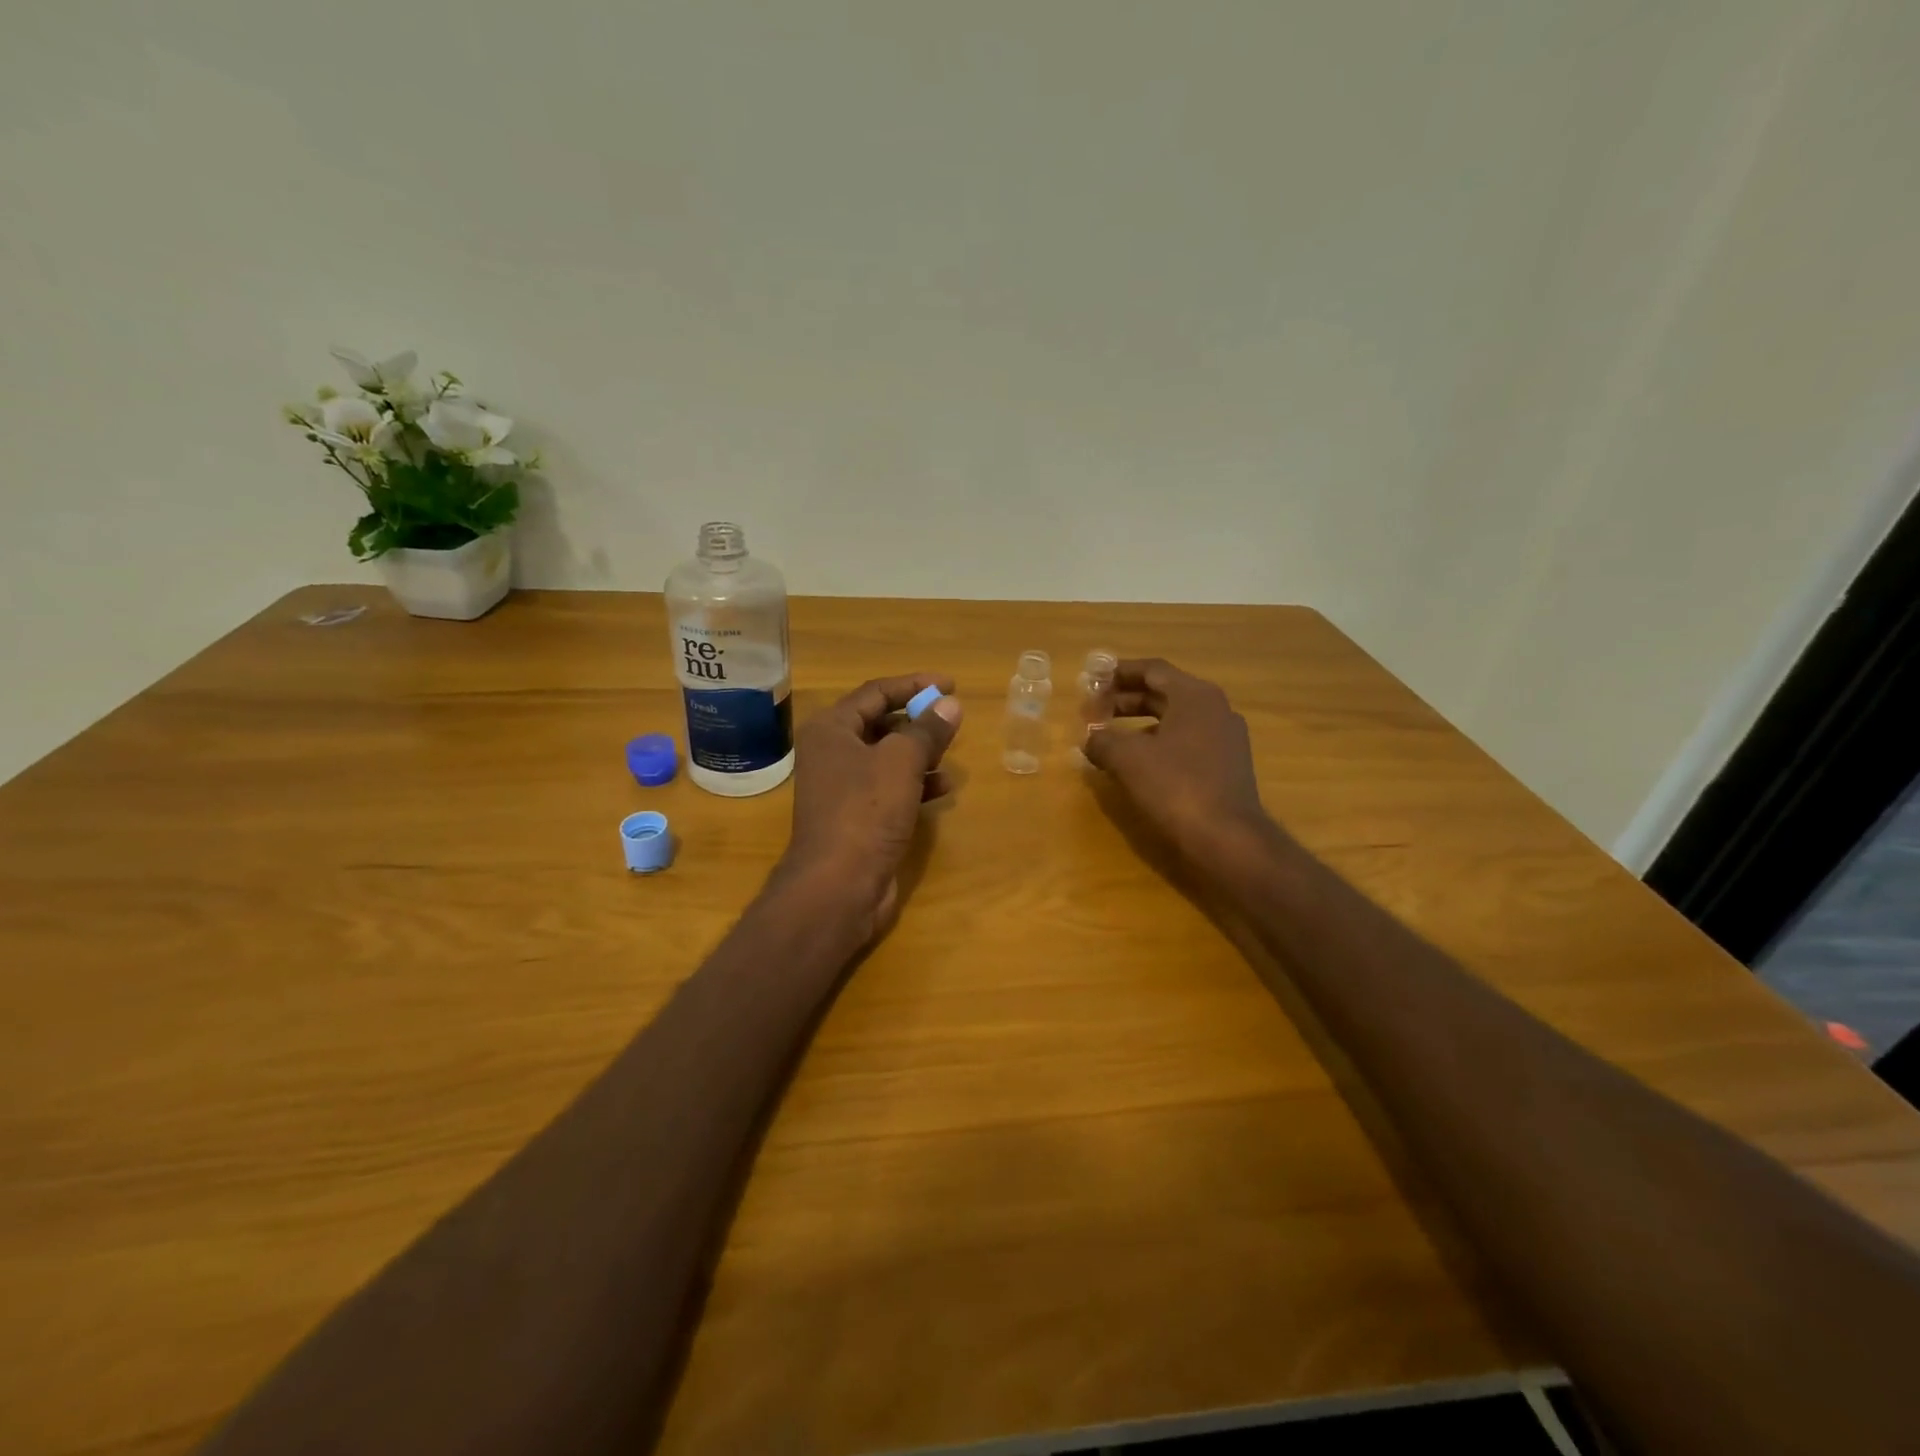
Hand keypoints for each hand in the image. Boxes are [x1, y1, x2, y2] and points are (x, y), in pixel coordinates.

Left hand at [775, 673, 964, 939]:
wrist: (838, 885)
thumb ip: (927, 730)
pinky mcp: (857, 817)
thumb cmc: (866, 811)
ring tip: (950, 756)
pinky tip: (943, 789)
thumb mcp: (902, 762)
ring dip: (920, 754)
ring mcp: (843, 787)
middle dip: (918, 721)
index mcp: (831, 730)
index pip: (876, 692)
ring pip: (888, 758)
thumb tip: (950, 704)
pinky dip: (915, 784)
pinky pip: (890, 788)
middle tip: (951, 721)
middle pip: (880, 723)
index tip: (951, 685)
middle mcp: (832, 753)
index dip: (914, 685)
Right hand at [1081, 658, 1274, 868]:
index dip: (1118, 673)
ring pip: (1174, 719)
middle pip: (1163, 693)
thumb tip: (1089, 738)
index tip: (1091, 679)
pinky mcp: (1226, 765)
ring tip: (1108, 737)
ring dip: (1138, 723)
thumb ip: (1102, 740)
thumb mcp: (1128, 759)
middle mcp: (1215, 709)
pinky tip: (1136, 763)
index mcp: (1195, 696)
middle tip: (1093, 710)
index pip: (1152, 670)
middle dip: (1125, 699)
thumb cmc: (1176, 786)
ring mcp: (1225, 738)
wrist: (1228, 838)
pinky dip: (1157, 743)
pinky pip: (1185, 742)